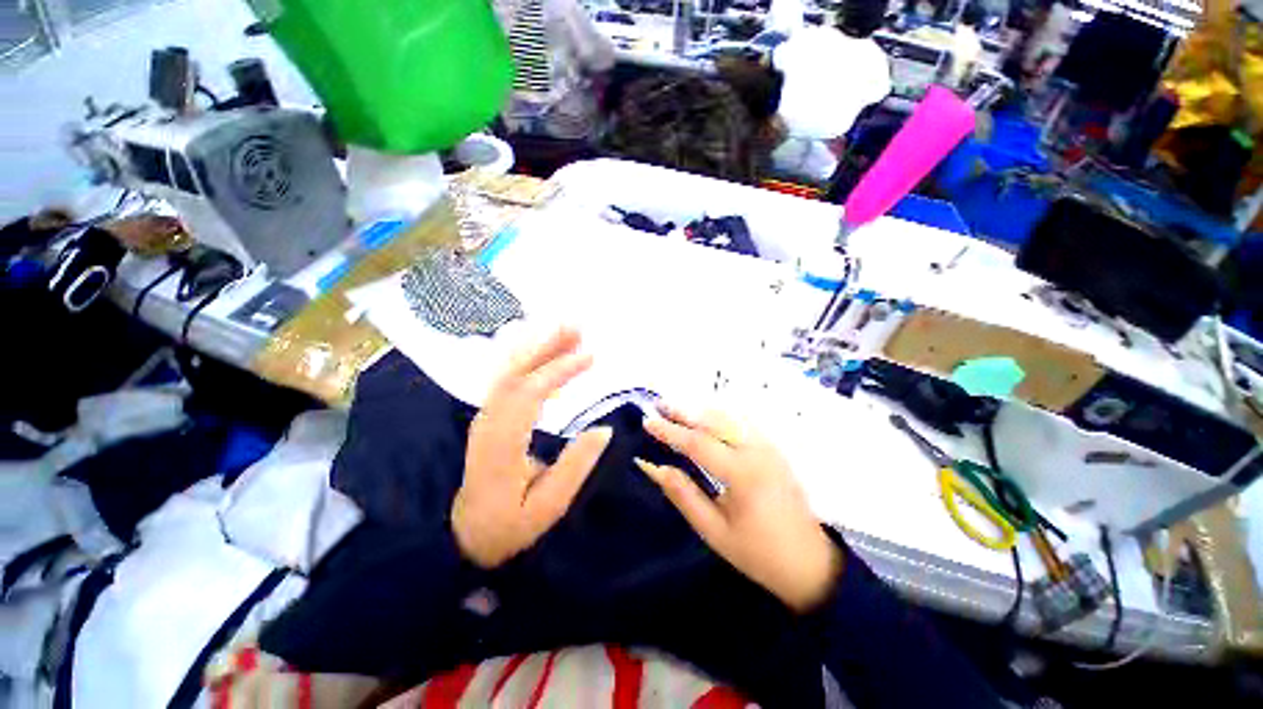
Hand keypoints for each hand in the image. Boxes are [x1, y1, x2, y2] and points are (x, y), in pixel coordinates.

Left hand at [453, 328, 612, 567]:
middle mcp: (489, 421)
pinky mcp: (490, 417)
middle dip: (547, 345)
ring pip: (509, 371)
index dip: (559, 371)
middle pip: (516, 372)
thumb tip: (604, 429)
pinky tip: (545, 352)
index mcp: (502, 443)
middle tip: (577, 326)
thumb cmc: (509, 525)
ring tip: (567, 331)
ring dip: (538, 347)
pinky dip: (527, 360)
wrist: (466, 536)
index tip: (590, 357)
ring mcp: (486, 416)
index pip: (530, 394)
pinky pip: (507, 379)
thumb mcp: (548, 507)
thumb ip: (576, 467)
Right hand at [638, 407, 842, 612]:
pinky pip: (741, 423)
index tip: (647, 422)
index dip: (670, 432)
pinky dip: (718, 415)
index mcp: (743, 474)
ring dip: (700, 410)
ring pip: (729, 417)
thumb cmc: (758, 553)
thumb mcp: (714, 531)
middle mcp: (757, 451)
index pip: (698, 443)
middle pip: (715, 420)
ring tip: (675, 407)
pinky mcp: (773, 448)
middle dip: (684, 411)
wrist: (810, 562)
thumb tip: (654, 467)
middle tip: (658, 404)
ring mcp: (768, 446)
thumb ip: (683, 495)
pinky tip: (704, 416)